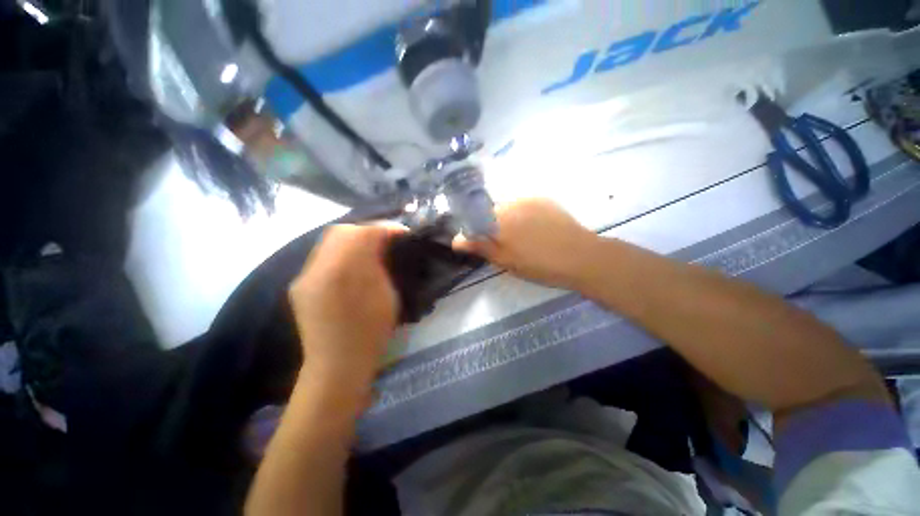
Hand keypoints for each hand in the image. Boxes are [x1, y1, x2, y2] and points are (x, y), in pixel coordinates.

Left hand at [289, 224, 404, 387]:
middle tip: (384, 240)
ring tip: (369, 249)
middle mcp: (320, 268)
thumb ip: (384, 266)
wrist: (337, 364)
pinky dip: (339, 251)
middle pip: (342, 230)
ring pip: (329, 240)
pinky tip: (350, 264)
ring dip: (352, 238)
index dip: (385, 229)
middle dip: (367, 230)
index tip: (401, 233)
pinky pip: (321, 255)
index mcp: (347, 272)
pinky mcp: (300, 284)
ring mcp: (305, 275)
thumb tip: (387, 245)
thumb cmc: (372, 332)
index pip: (365, 233)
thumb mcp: (388, 295)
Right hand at [453, 198, 597, 289]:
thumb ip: (480, 247)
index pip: (474, 220)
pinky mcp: (543, 199)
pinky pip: (524, 205)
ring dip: (509, 220)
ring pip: (507, 208)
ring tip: (524, 237)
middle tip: (507, 244)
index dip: (476, 232)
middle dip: (493, 226)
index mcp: (498, 220)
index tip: (483, 244)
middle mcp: (509, 204)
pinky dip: (523, 215)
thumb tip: (456, 240)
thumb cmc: (539, 264)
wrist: (580, 256)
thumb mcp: (506, 261)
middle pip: (491, 213)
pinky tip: (536, 229)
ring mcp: (528, 199)